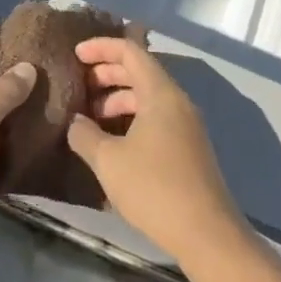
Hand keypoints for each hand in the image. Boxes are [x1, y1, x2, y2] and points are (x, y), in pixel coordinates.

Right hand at [67, 36, 248, 266]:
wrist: (206, 234)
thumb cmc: (154, 188)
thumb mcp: (108, 160)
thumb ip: (84, 134)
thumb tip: (75, 123)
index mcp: (161, 94)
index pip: (131, 52)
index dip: (101, 47)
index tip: (74, 54)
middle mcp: (177, 103)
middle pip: (140, 72)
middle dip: (106, 74)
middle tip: (77, 86)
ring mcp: (186, 127)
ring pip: (147, 98)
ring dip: (117, 100)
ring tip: (88, 118)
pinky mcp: (187, 149)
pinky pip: (155, 119)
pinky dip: (130, 119)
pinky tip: (110, 142)